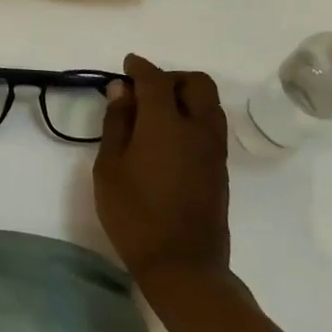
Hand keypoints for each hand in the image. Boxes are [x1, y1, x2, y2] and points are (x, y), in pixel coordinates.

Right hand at [94, 54, 229, 284]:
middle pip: (196, 82)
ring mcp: (214, 149)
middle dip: (171, 77)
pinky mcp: (221, 168)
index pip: (155, 79)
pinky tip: (171, 138)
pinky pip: (212, 125)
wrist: (183, 265)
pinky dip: (194, 117)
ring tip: (158, 114)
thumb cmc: (135, 216)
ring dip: (187, 96)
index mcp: (166, 123)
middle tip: (145, 91)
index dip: (140, 68)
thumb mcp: (110, 168)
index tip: (126, 66)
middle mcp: (197, 127)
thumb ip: (117, 123)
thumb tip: (122, 90)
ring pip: (209, 103)